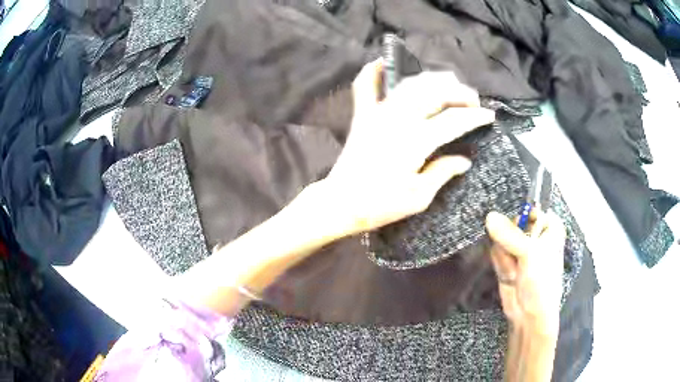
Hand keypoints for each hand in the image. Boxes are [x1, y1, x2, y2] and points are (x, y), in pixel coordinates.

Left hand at [321, 60, 494, 235]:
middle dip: (458, 92)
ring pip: (409, 84)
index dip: (475, 116)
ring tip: (448, 82)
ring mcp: (378, 113)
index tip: (489, 116)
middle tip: (472, 100)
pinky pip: (365, 86)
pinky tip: (383, 61)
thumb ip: (443, 173)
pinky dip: (373, 71)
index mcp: (416, 141)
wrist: (340, 203)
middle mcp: (398, 119)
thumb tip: (464, 160)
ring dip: (431, 79)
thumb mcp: (419, 197)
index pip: (453, 120)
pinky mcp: (362, 115)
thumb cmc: (380, 205)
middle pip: (434, 93)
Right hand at [485, 210, 565, 336]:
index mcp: (549, 227)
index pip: (530, 208)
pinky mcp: (507, 259)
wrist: (529, 315)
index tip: (517, 230)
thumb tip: (489, 216)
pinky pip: (496, 250)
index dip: (521, 218)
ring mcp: (520, 247)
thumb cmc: (541, 282)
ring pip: (500, 237)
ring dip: (505, 256)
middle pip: (511, 221)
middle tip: (518, 258)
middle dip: (510, 240)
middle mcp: (535, 234)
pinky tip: (509, 275)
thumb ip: (510, 235)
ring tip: (515, 271)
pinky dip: (500, 263)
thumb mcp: (530, 255)